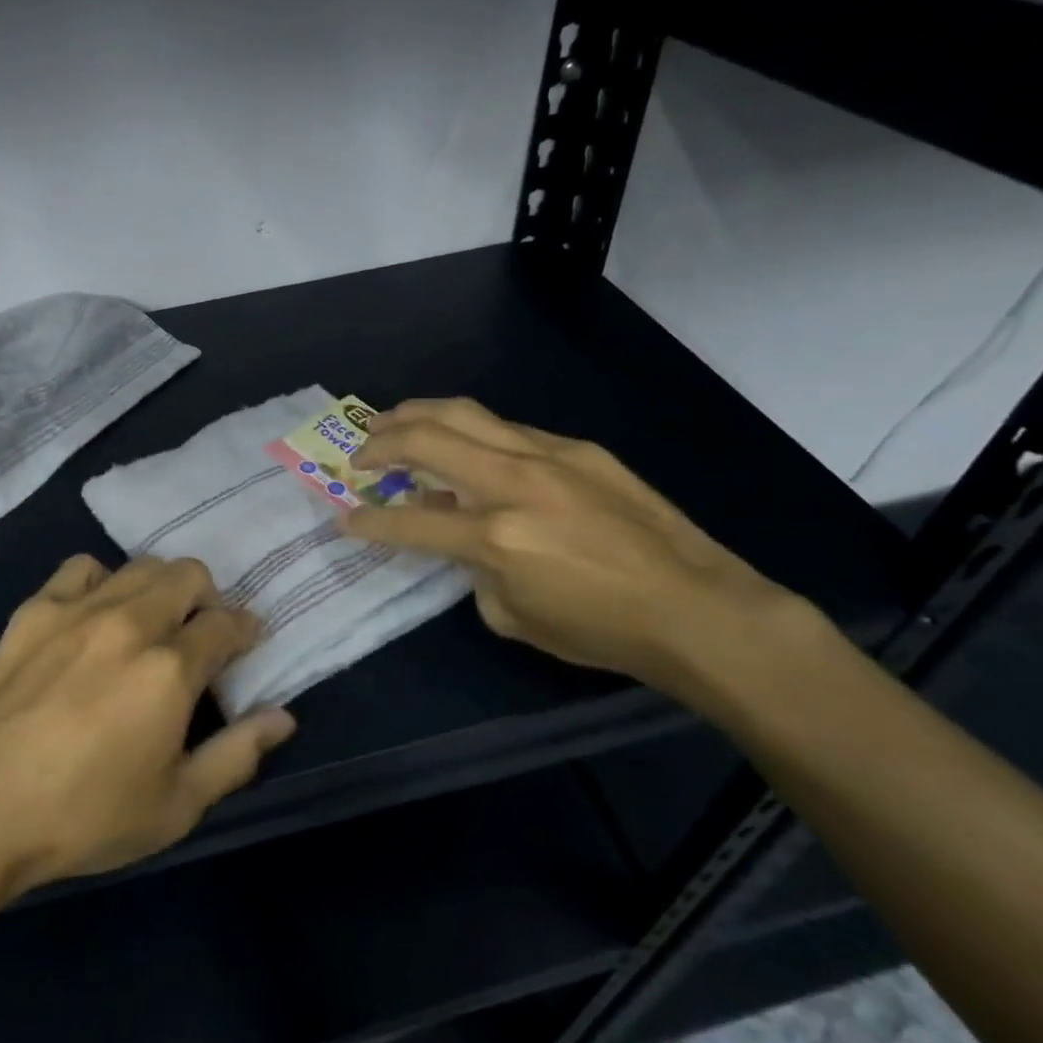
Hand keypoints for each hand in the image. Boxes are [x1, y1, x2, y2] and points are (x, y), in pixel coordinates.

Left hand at [0, 554, 294, 906]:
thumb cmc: (81, 816)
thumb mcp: (174, 807)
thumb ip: (236, 756)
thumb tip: (284, 718)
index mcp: (171, 666)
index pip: (226, 624)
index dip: (245, 629)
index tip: (245, 642)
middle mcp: (132, 621)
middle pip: (188, 574)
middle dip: (206, 598)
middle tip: (197, 635)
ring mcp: (80, 607)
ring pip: (140, 565)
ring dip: (159, 587)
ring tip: (149, 623)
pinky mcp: (36, 608)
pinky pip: (83, 568)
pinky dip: (102, 582)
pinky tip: (93, 615)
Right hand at [342, 398, 808, 691]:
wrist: (697, 608)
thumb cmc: (601, 629)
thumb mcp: (513, 616)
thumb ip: (473, 569)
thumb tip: (462, 536)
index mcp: (495, 536)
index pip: (409, 520)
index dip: (367, 521)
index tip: (344, 517)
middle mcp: (513, 482)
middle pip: (426, 438)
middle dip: (380, 442)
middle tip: (359, 453)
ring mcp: (548, 455)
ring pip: (464, 413)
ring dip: (417, 414)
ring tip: (390, 422)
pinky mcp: (577, 448)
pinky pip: (507, 429)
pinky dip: (470, 433)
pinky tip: (466, 447)